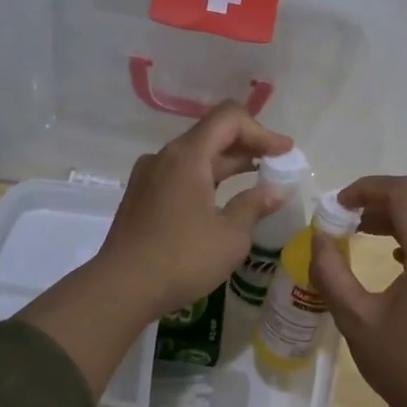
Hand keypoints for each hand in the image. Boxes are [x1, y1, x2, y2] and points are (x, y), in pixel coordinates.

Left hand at [96, 100, 293, 319]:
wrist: (121, 288)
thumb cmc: (182, 259)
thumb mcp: (230, 236)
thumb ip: (255, 205)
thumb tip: (276, 191)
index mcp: (187, 156)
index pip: (229, 118)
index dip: (262, 131)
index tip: (285, 153)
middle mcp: (164, 157)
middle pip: (212, 135)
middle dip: (249, 146)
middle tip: (279, 166)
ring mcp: (149, 176)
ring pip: (196, 156)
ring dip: (228, 164)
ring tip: (258, 181)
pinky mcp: (142, 196)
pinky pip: (181, 175)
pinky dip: (208, 179)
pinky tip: (224, 199)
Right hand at [310, 176, 406, 406]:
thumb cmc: (401, 364)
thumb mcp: (355, 318)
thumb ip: (331, 271)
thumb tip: (318, 237)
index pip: (405, 194)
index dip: (368, 188)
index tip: (338, 204)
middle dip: (378, 205)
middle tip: (342, 221)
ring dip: (395, 224)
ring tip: (360, 235)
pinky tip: (394, 262)